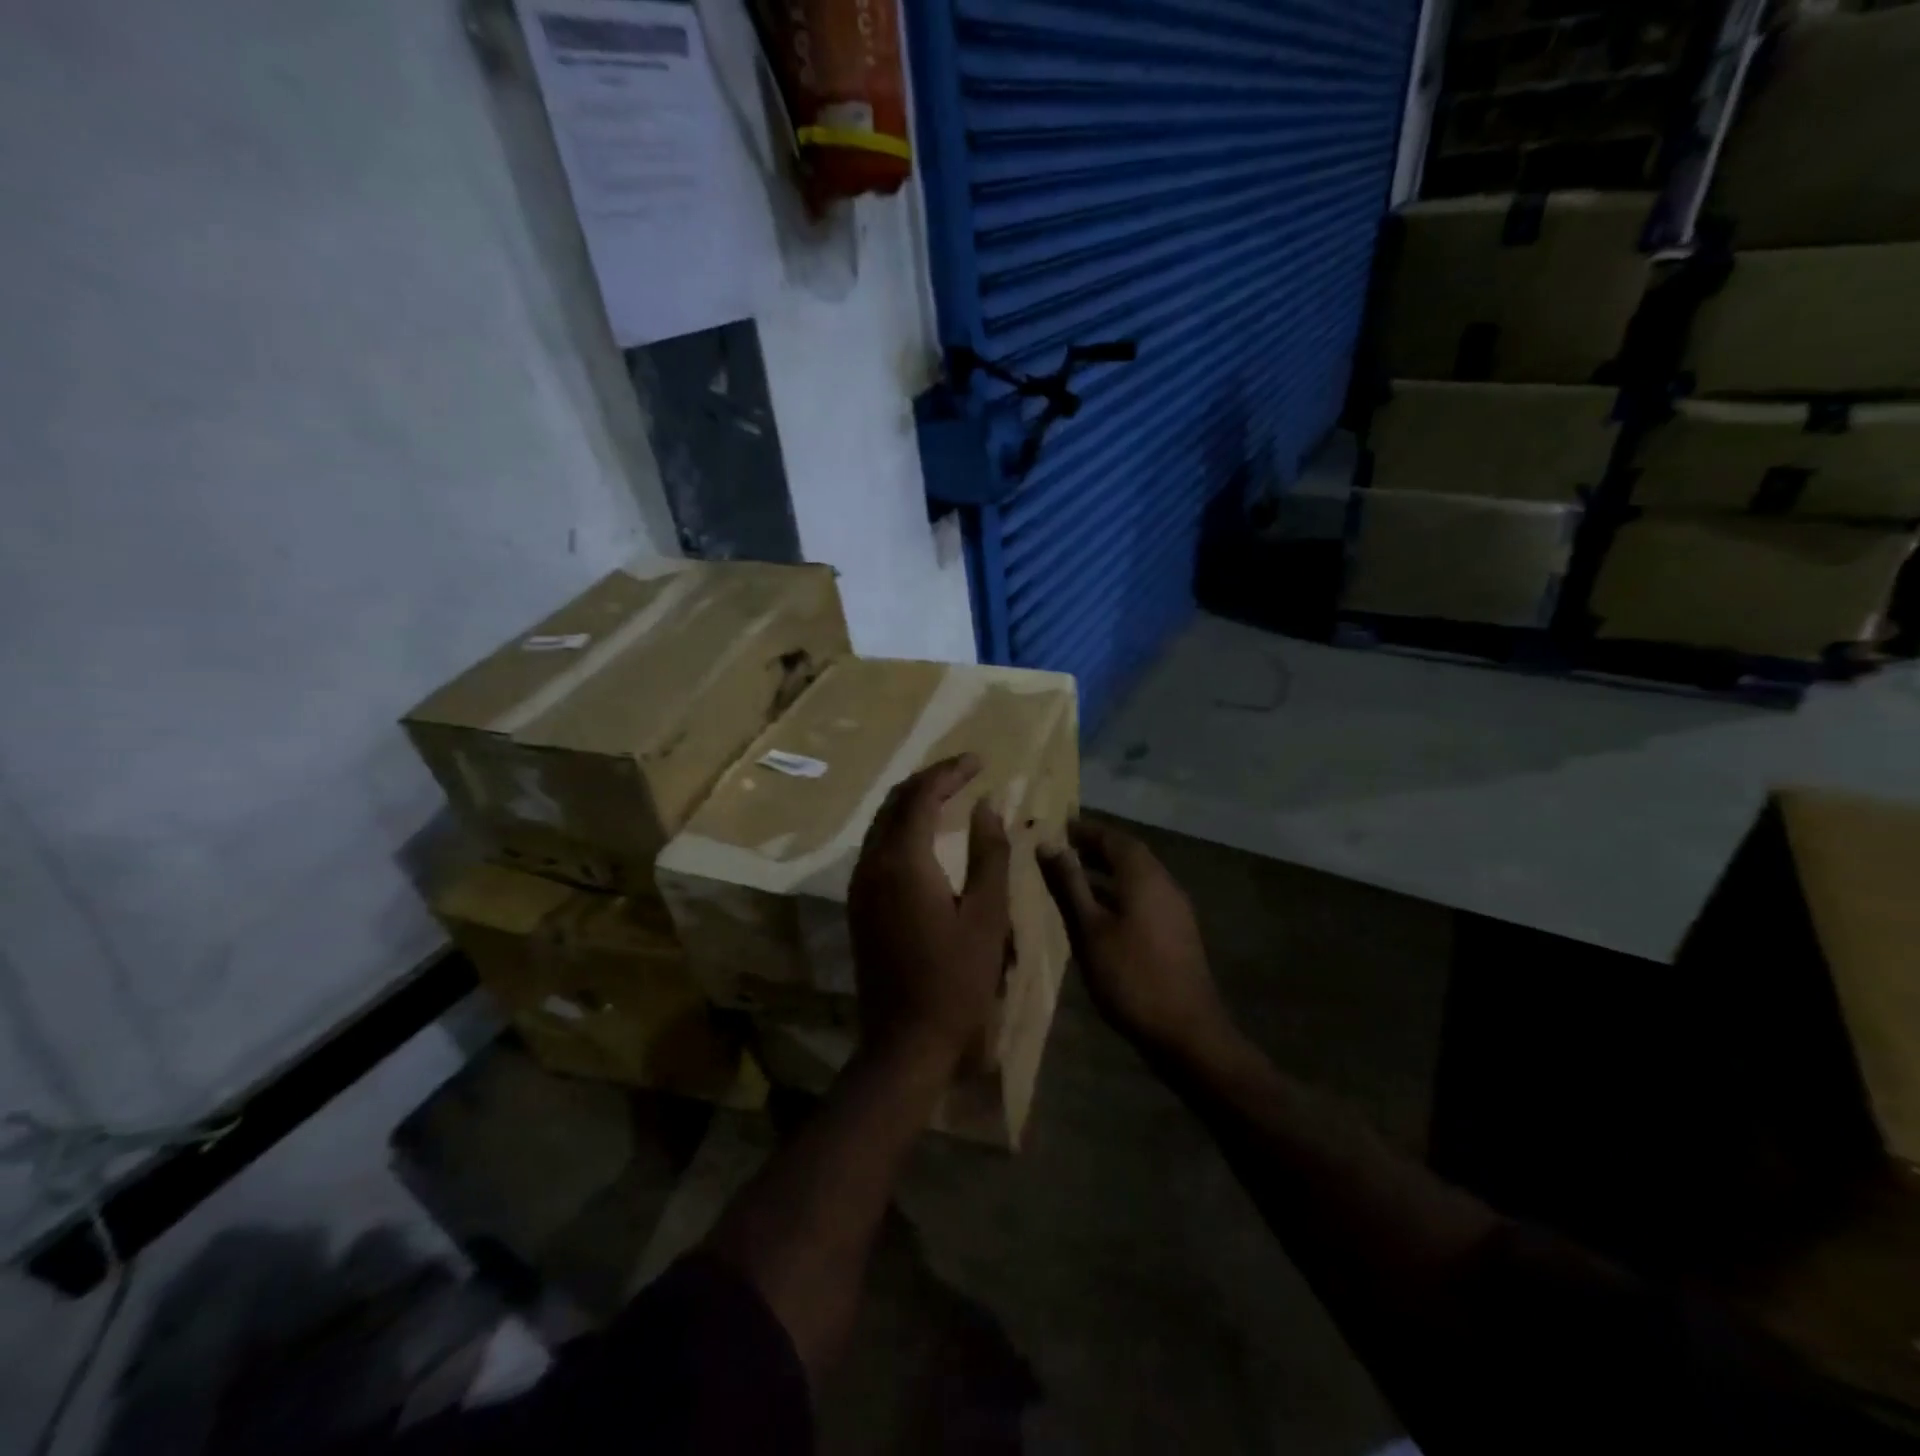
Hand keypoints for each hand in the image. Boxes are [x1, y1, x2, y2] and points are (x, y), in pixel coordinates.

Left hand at [847, 755, 1010, 1071]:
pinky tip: (928, 836)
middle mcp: (872, 864)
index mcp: (903, 862)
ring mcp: (860, 886)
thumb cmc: (957, 981)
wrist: (906, 1041)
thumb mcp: (987, 916)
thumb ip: (989, 854)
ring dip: (913, 802)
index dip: (950, 772)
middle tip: (966, 773)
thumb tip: (987, 806)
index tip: (980, 761)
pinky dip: (903, 828)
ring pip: (882, 824)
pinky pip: (878, 847)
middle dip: (930, 780)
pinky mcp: (859, 904)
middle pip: (895, 802)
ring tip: (950, 795)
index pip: (922, 795)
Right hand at [1039, 821, 1230, 1061]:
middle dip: (1097, 848)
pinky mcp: (1177, 931)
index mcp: (1144, 876)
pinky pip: (1145, 895)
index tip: (1060, 826)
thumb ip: (1070, 885)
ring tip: (1075, 876)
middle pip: (1130, 854)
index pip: (1114, 838)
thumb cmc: (1131, 976)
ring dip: (1108, 870)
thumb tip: (1049, 846)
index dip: (1087, 830)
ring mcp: (1175, 908)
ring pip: (1139, 876)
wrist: (1186, 1031)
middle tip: (1064, 848)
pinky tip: (1100, 910)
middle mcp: (1164, 883)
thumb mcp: (1090, 930)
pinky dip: (1120, 891)